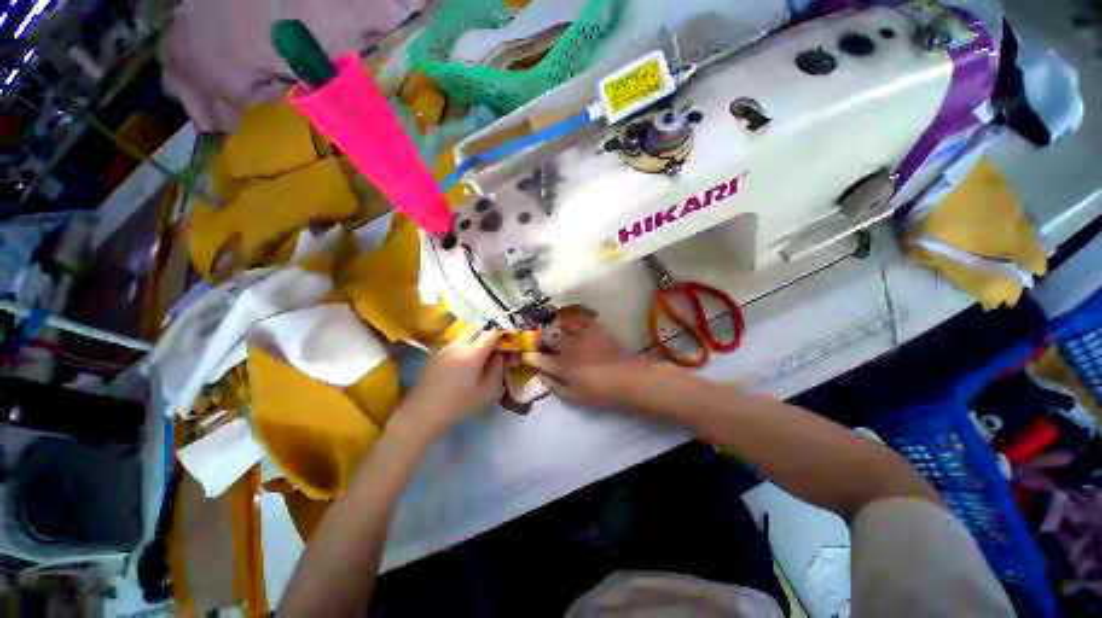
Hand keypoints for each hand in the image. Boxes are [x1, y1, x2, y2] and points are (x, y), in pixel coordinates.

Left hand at [400, 326, 504, 436]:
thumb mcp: (486, 392)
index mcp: (473, 353)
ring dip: (475, 338)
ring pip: (464, 333)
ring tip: (480, 353)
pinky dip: (464, 344)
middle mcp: (458, 345)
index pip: (491, 333)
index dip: (502, 334)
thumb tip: (501, 355)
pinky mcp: (435, 353)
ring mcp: (445, 347)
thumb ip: (497, 369)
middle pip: (477, 328)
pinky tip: (463, 361)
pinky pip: (454, 342)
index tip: (508, 341)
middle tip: (495, 345)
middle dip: (488, 333)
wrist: (422, 413)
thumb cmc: (458, 405)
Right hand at [523, 306, 656, 408]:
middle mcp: (567, 347)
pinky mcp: (594, 328)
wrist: (628, 378)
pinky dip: (573, 319)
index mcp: (560, 365)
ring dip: (555, 329)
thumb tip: (539, 375)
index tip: (527, 355)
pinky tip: (573, 321)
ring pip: (561, 328)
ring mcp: (581, 335)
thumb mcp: (573, 398)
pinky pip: (580, 319)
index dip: (530, 356)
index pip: (538, 358)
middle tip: (538, 342)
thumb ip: (553, 386)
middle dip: (540, 341)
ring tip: (554, 330)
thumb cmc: (599, 393)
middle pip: (548, 340)